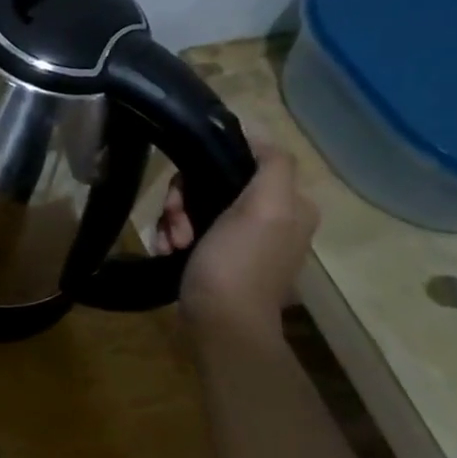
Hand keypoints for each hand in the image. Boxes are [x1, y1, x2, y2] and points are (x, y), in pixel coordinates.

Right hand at [154, 144, 318, 333]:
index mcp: (290, 204)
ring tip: (171, 243)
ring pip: (195, 206)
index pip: (241, 160)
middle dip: (184, 201)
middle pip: (212, 183)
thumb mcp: (265, 207)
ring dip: (174, 220)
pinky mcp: (218, 258)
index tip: (188, 192)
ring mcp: (243, 240)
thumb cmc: (239, 263)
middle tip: (176, 224)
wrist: (221, 325)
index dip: (209, 167)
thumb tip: (255, 132)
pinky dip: (172, 237)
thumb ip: (271, 164)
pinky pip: (188, 230)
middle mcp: (272, 218)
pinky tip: (166, 250)